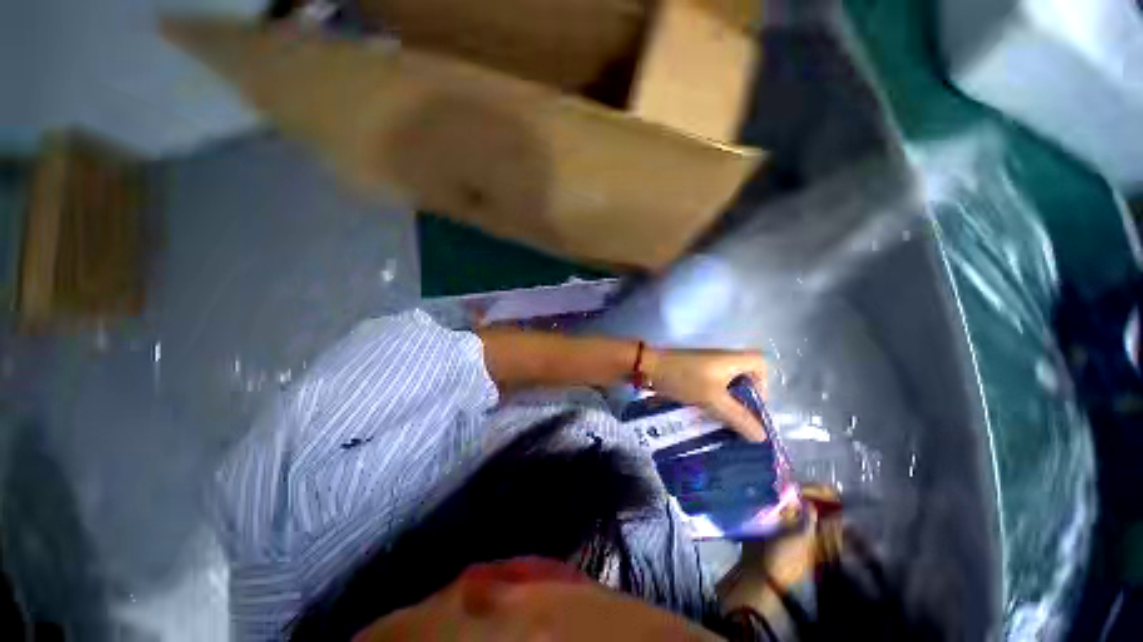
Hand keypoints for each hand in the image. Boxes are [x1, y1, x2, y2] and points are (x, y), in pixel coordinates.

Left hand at [641, 348, 767, 440]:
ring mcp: (708, 365)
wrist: (649, 367)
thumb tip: (762, 437)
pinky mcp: (695, 373)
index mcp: (732, 359)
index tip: (753, 405)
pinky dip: (714, 400)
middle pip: (745, 379)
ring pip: (727, 386)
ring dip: (728, 403)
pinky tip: (708, 416)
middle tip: (739, 421)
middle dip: (745, 401)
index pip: (761, 365)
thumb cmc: (684, 378)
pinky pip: (712, 387)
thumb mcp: (713, 398)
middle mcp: (723, 359)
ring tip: (725, 424)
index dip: (763, 385)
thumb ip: (738, 417)